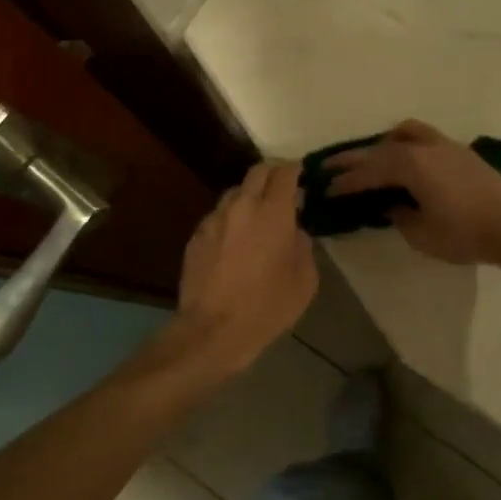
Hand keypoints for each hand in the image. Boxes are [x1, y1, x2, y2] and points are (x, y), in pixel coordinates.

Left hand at [164, 160, 316, 377]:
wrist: (213, 330)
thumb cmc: (267, 307)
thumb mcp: (304, 281)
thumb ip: (303, 247)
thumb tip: (295, 233)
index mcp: (273, 213)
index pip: (285, 172)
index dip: (295, 170)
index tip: (301, 175)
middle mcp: (241, 206)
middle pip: (257, 172)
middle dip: (272, 174)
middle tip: (282, 189)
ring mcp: (214, 219)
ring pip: (234, 193)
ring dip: (249, 197)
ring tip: (257, 218)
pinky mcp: (196, 236)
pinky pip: (218, 217)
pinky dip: (230, 220)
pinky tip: (234, 243)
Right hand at [326, 120, 500, 265]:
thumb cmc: (464, 233)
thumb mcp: (421, 233)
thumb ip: (399, 216)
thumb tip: (391, 206)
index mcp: (410, 166)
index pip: (368, 173)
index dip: (345, 182)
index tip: (325, 189)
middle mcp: (424, 148)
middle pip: (380, 150)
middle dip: (353, 159)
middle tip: (329, 166)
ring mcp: (445, 146)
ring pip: (405, 134)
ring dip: (382, 144)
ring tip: (371, 157)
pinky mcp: (461, 153)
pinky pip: (423, 138)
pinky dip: (406, 145)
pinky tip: (407, 161)